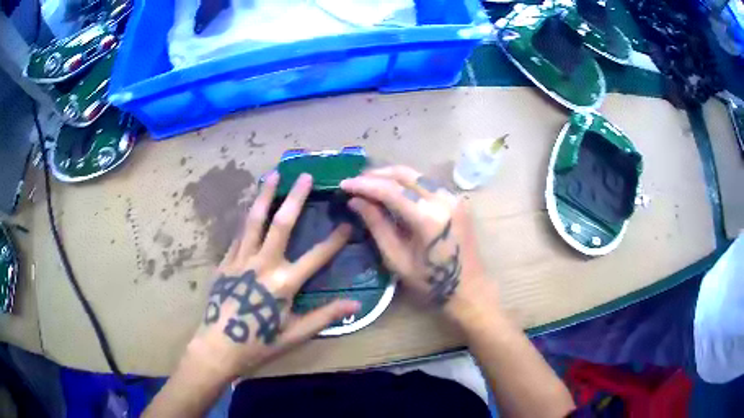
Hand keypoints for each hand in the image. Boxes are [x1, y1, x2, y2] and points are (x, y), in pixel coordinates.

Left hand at [186, 172, 360, 380]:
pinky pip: (238, 234)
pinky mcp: (226, 262)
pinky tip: (251, 207)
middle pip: (281, 224)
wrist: (219, 346)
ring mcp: (241, 260)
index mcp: (284, 283)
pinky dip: (247, 218)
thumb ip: (325, 316)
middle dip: (295, 197)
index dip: (335, 240)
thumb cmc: (260, 342)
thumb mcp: (296, 334)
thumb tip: (356, 304)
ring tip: (272, 175)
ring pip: (254, 220)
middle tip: (304, 176)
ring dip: (265, 196)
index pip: (317, 256)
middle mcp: (263, 264)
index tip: (348, 223)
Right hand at [340, 166, 489, 308]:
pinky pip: (427, 183)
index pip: (391, 190)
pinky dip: (407, 183)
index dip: (364, 185)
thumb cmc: (431, 282)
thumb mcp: (397, 259)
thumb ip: (377, 225)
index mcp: (429, 218)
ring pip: (416, 175)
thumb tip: (355, 201)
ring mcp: (453, 197)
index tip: (344, 184)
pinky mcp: (457, 199)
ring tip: (369, 184)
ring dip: (391, 176)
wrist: (469, 289)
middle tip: (356, 181)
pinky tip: (393, 190)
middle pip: (405, 174)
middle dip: (377, 175)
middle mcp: (444, 199)